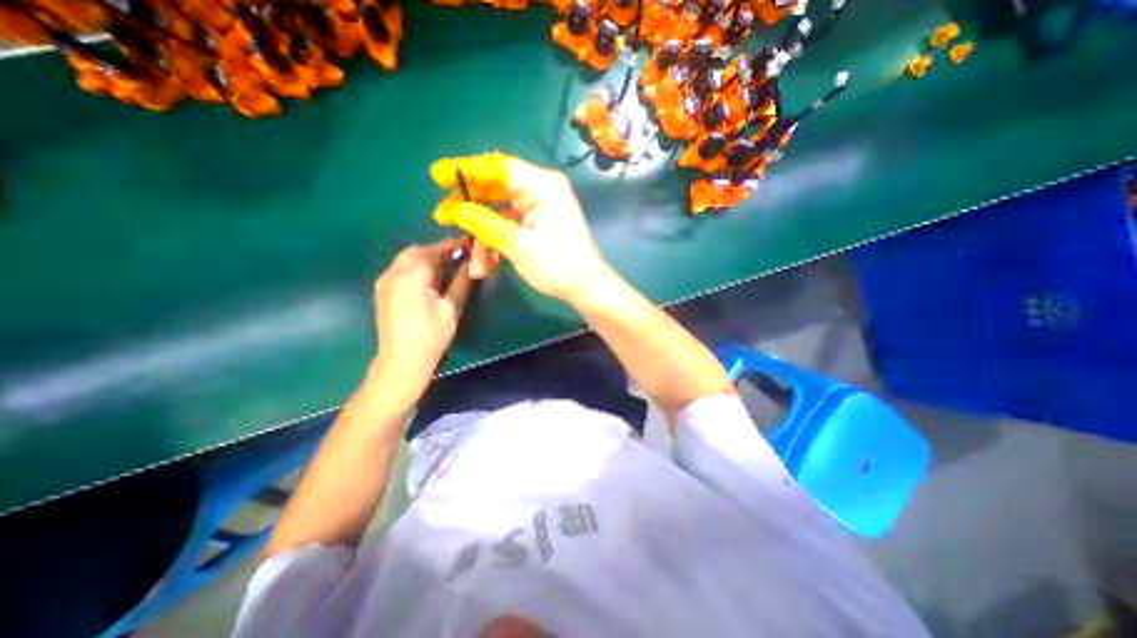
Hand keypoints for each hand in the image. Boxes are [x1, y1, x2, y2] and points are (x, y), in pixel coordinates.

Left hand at [377, 239, 494, 397]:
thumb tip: (471, 265)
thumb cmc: (431, 336)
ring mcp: (385, 282)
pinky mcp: (382, 291)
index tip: (466, 246)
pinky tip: (428, 280)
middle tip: (457, 258)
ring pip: (406, 259)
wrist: (402, 361)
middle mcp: (394, 273)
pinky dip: (415, 267)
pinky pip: (400, 269)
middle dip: (437, 251)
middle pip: (416, 251)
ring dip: (426, 258)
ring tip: (446, 269)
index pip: (433, 251)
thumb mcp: (451, 309)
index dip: (450, 246)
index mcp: (412, 276)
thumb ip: (461, 282)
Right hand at [434, 153, 612, 303]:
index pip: (497, 167)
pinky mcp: (539, 222)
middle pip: (496, 187)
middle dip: (469, 206)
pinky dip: (497, 240)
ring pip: (500, 210)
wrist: (585, 287)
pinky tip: (487, 263)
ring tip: (474, 261)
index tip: (436, 176)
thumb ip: (484, 223)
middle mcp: (541, 189)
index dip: (465, 170)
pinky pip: (510, 223)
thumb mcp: (517, 245)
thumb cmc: (557, 266)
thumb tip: (455, 209)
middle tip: (442, 217)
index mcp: (542, 185)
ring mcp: (541, 206)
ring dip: (483, 234)